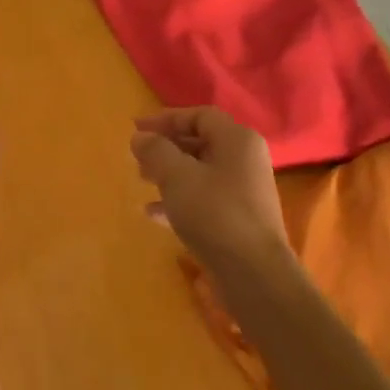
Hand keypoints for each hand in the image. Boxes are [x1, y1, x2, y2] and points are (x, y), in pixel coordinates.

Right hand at [131, 108, 290, 276]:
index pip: (200, 116)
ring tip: (141, 181)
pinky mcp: (239, 219)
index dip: (166, 119)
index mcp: (238, 140)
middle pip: (201, 143)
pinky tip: (153, 214)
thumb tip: (141, 137)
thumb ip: (156, 151)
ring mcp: (245, 191)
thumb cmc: (215, 213)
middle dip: (166, 148)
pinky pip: (205, 199)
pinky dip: (179, 200)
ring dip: (170, 174)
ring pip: (201, 172)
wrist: (253, 273)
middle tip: (137, 158)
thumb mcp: (177, 176)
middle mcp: (246, 160)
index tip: (136, 129)